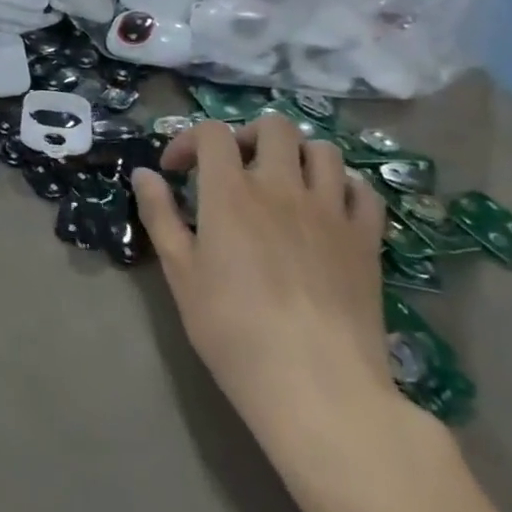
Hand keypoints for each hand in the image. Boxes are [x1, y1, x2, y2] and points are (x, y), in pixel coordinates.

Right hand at [132, 115, 394, 435]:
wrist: (316, 385)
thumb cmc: (233, 330)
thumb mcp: (180, 274)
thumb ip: (160, 216)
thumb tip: (144, 173)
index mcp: (231, 193)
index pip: (212, 134)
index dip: (189, 141)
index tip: (175, 171)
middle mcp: (283, 187)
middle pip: (274, 127)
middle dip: (246, 136)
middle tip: (233, 169)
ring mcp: (332, 210)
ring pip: (323, 151)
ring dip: (297, 156)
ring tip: (282, 183)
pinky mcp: (367, 238)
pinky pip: (364, 190)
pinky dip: (343, 187)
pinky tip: (327, 208)